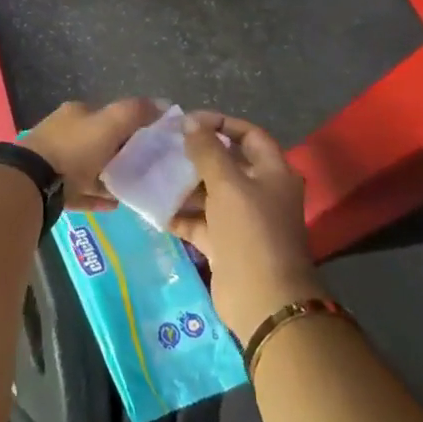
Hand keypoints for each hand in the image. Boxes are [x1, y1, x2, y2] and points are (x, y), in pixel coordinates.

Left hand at [20, 98, 161, 209]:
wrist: (34, 182)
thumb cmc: (74, 149)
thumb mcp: (109, 124)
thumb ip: (135, 112)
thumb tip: (163, 103)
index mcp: (76, 113)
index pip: (108, 115)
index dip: (131, 126)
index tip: (151, 142)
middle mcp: (63, 133)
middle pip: (98, 142)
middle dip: (120, 153)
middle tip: (144, 168)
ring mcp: (54, 160)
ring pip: (88, 168)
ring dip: (108, 176)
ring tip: (132, 188)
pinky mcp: (51, 187)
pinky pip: (80, 191)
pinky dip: (96, 196)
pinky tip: (113, 205)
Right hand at [169, 112, 322, 337]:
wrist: (263, 300)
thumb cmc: (251, 232)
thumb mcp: (228, 184)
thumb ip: (207, 150)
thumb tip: (190, 121)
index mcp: (273, 172)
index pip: (248, 134)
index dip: (220, 123)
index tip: (188, 122)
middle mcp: (259, 192)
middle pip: (226, 163)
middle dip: (195, 154)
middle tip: (162, 146)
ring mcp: (241, 220)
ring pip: (208, 193)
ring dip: (182, 184)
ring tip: (150, 172)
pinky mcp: (224, 243)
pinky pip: (197, 221)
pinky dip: (177, 214)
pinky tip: (150, 205)